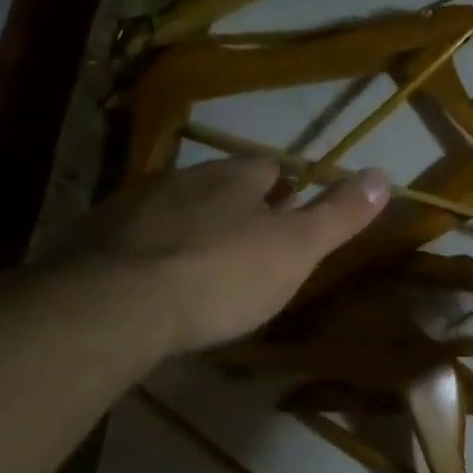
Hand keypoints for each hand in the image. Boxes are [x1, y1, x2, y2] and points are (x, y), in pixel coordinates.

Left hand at [48, 157, 388, 356]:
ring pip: (173, 210)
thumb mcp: (296, 249)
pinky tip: (153, 283)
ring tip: (203, 267)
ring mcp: (130, 207)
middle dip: (236, 207)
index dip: (285, 187)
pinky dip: (149, 253)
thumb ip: (339, 215)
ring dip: (191, 228)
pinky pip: (132, 239)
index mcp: (232, 178)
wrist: (116, 306)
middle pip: (218, 186)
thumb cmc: (222, 274)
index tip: (292, 211)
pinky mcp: (90, 240)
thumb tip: (383, 173)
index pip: (268, 167)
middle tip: (250, 245)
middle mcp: (180, 179)